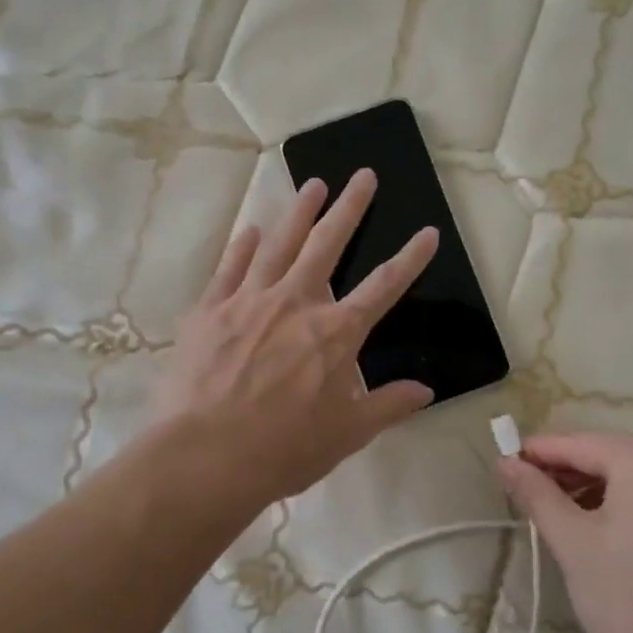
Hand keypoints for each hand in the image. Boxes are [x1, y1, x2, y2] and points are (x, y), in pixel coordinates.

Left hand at [148, 169, 438, 514]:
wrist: (205, 457)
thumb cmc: (284, 449)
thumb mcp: (348, 434)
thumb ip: (388, 406)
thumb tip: (426, 391)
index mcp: (335, 333)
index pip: (384, 286)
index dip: (410, 258)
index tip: (428, 231)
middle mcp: (296, 303)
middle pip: (328, 244)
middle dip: (350, 207)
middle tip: (363, 175)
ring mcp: (249, 300)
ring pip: (279, 244)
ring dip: (299, 212)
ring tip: (313, 184)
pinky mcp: (209, 310)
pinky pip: (229, 267)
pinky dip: (241, 245)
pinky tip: (249, 229)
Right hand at [497, 432, 632, 632]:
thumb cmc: (631, 602)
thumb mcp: (572, 544)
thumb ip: (536, 494)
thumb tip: (506, 462)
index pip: (579, 443)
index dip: (538, 454)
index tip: (507, 465)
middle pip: (611, 456)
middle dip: (569, 473)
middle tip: (529, 496)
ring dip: (598, 491)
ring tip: (563, 518)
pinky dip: (632, 507)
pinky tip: (608, 534)